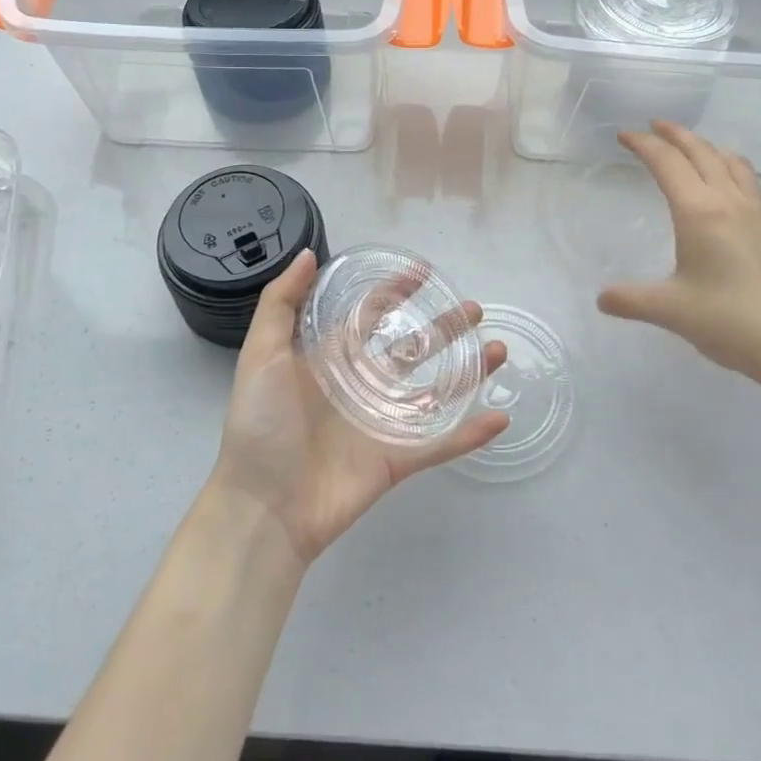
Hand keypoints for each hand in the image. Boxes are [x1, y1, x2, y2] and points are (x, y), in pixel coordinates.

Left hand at [210, 250, 508, 568]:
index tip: (424, 273)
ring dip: (468, 372)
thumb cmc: (260, 424)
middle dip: (443, 327)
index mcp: (331, 358)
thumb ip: (281, 303)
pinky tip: (501, 416)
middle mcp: (362, 385)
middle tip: (475, 309)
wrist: (261, 506)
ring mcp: (382, 423)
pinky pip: (441, 443)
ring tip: (499, 350)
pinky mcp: (396, 460)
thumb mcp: (261, 354)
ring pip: (435, 390)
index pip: (370, 314)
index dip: (394, 292)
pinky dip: (471, 433)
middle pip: (412, 348)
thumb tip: (308, 253)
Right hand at [597, 121, 760, 392]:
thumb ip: (631, 300)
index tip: (624, 135)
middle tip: (653, 126)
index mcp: (700, 212)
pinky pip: (749, 181)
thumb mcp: (670, 310)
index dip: (644, 144)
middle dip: (675, 134)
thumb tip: (601, 298)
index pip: (667, 163)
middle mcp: (730, 202)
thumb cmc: (729, 321)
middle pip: (701, 152)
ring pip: (731, 161)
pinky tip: (727, 186)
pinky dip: (729, 167)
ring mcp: (758, 213)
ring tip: (691, 148)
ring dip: (706, 146)